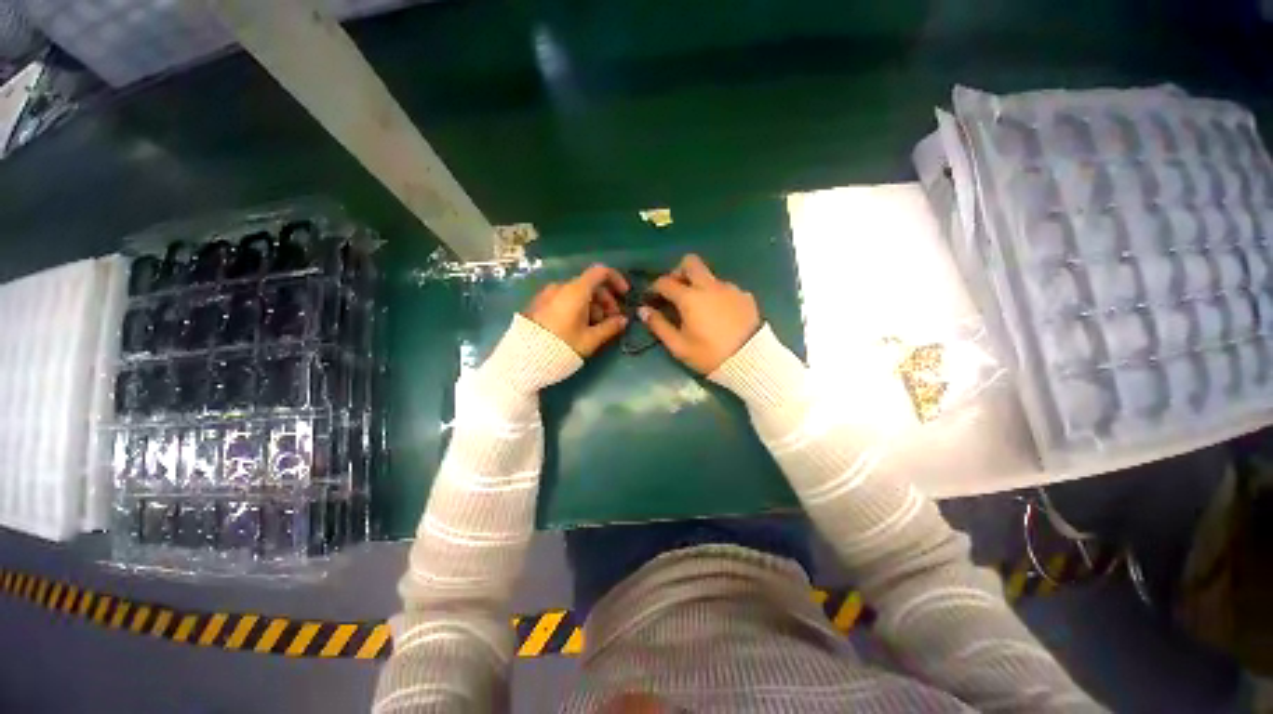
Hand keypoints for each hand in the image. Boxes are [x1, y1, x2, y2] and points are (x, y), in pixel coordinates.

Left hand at [524, 264, 629, 356]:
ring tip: (595, 327)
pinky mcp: (539, 303)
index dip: (616, 279)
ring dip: (592, 305)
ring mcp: (548, 294)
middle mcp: (561, 286)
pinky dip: (577, 306)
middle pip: (590, 284)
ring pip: (577, 292)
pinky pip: (564, 298)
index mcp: (576, 291)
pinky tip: (578, 326)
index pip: (601, 272)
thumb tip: (623, 320)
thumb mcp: (590, 340)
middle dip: (605, 299)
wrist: (524, 358)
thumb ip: (610, 327)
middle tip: (612, 319)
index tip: (624, 295)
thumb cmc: (562, 346)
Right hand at [642, 254, 760, 373]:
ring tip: (700, 307)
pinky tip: (719, 313)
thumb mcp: (679, 346)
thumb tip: (644, 310)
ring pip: (709, 275)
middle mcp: (709, 285)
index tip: (651, 297)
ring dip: (699, 285)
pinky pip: (725, 288)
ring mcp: (729, 288)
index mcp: (690, 297)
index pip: (665, 282)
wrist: (750, 360)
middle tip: (675, 291)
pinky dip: (717, 295)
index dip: (654, 287)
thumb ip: (659, 326)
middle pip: (690, 262)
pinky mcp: (745, 295)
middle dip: (678, 272)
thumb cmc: (709, 354)